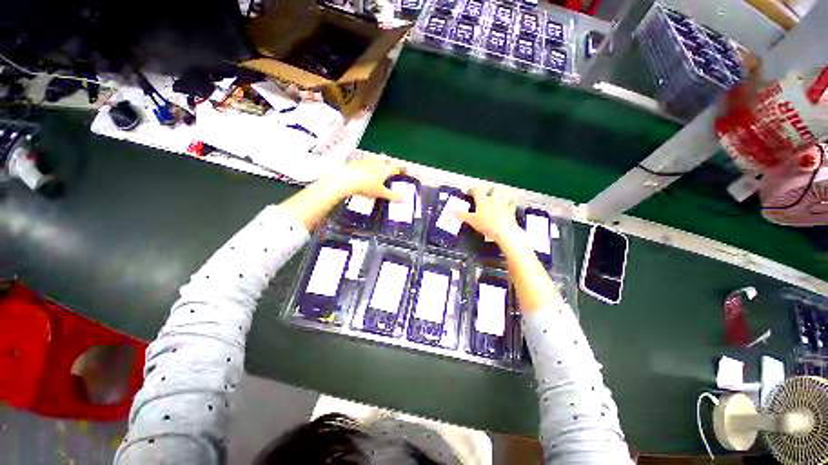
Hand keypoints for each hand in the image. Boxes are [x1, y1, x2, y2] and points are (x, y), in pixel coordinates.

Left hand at [327, 155, 404, 201]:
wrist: (348, 180)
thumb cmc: (367, 186)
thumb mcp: (381, 193)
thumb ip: (393, 196)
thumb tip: (403, 199)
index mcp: (385, 169)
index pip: (397, 167)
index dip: (401, 169)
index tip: (403, 171)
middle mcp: (378, 162)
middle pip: (386, 162)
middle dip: (389, 166)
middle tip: (389, 171)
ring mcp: (367, 160)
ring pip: (375, 159)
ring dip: (378, 163)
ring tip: (377, 169)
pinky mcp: (357, 162)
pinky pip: (364, 162)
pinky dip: (366, 165)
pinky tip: (363, 171)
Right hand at [456, 186, 523, 245]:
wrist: (503, 230)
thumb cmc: (486, 225)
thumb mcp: (471, 221)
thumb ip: (462, 215)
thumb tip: (452, 211)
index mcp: (482, 201)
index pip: (477, 191)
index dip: (474, 189)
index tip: (471, 190)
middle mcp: (493, 200)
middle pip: (492, 190)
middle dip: (490, 190)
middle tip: (487, 193)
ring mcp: (503, 204)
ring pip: (503, 195)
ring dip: (501, 195)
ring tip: (500, 196)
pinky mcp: (511, 209)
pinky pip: (512, 204)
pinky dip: (511, 203)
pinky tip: (511, 204)